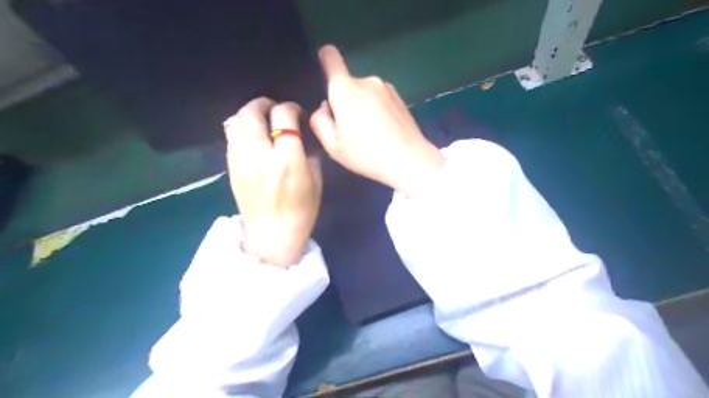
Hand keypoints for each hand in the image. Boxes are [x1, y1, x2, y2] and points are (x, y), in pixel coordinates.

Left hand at [222, 99, 323, 268]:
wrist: (272, 234)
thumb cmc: (302, 210)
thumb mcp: (316, 181)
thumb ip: (310, 154)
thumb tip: (302, 137)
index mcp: (287, 159)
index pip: (284, 116)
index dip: (291, 107)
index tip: (296, 112)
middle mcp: (261, 154)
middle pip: (252, 112)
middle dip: (264, 103)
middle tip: (274, 108)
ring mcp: (241, 160)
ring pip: (235, 121)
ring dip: (248, 114)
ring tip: (260, 119)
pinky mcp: (231, 167)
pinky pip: (230, 136)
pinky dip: (240, 128)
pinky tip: (250, 135)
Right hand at [311, 44, 441, 196]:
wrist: (409, 159)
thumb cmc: (366, 153)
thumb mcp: (332, 145)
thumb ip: (319, 121)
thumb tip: (324, 107)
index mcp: (345, 89)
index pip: (331, 58)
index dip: (325, 58)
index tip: (324, 67)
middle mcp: (366, 80)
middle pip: (346, 84)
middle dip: (343, 101)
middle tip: (350, 129)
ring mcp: (386, 87)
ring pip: (363, 92)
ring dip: (361, 106)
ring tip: (369, 133)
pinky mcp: (399, 97)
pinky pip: (378, 98)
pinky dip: (376, 109)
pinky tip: (383, 130)